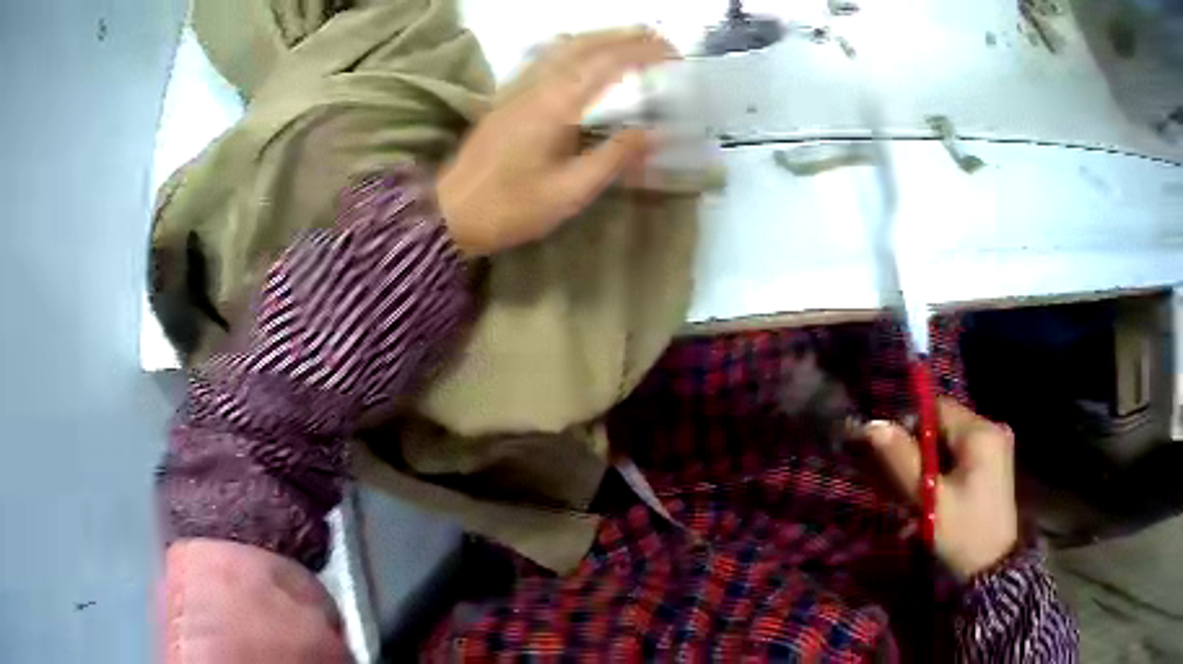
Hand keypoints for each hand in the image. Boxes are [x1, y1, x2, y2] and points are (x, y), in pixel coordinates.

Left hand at [436, 28, 676, 256]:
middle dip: (624, 36)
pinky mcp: (506, 98)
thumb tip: (654, 133)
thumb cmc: (510, 207)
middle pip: (583, 45)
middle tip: (658, 39)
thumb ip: (613, 158)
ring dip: (598, 37)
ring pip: (561, 47)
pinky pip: (542, 58)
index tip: (672, 53)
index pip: (606, 64)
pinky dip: (570, 47)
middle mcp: (535, 86)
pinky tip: (580, 54)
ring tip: (628, 40)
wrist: (450, 213)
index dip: (642, 53)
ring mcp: (516, 89)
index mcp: (554, 106)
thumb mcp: (569, 192)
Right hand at [864, 398, 1018, 579]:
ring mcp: (998, 445)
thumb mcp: (928, 499)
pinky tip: (940, 492)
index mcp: (981, 432)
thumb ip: (902, 460)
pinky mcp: (997, 462)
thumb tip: (873, 425)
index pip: (937, 408)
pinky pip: (965, 451)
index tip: (895, 458)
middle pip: (946, 423)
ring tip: (922, 492)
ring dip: (934, 459)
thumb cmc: (962, 533)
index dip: (911, 426)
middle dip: (922, 447)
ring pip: (954, 439)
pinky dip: (948, 466)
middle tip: (905, 481)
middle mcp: (994, 428)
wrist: (991, 569)